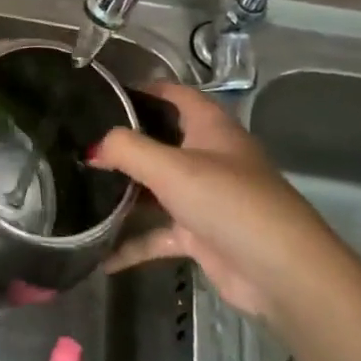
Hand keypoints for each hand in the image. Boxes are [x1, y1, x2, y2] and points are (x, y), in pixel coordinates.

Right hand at [92, 82, 332, 324]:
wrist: (281, 272)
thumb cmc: (228, 201)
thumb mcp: (172, 168)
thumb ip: (127, 149)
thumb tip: (93, 147)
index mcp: (210, 127)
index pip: (175, 94)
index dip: (144, 89)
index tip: (103, 94)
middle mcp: (208, 157)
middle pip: (161, 141)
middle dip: (124, 143)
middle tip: (79, 143)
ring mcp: (205, 198)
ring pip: (156, 189)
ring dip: (124, 193)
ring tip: (79, 190)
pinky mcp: (201, 236)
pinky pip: (158, 234)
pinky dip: (132, 244)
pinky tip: (100, 255)